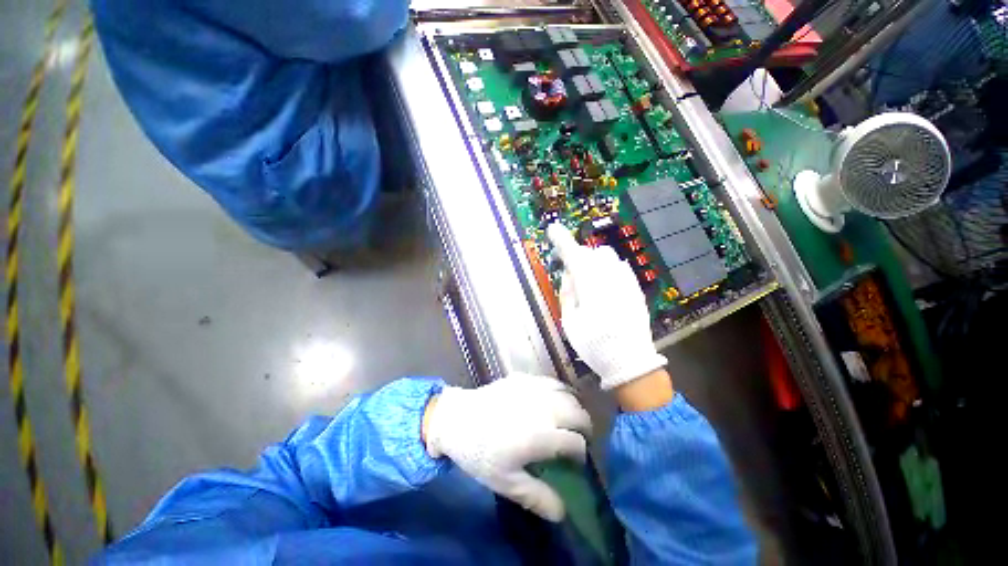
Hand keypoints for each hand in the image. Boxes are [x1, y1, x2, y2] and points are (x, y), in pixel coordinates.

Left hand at [422, 374, 591, 521]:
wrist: (457, 419)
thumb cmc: (480, 453)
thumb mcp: (506, 482)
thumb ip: (536, 497)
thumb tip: (562, 513)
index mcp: (540, 436)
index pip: (576, 443)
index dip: (581, 454)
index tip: (576, 461)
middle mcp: (543, 409)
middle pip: (578, 414)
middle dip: (585, 428)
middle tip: (579, 437)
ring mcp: (534, 389)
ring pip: (568, 394)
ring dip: (575, 407)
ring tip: (571, 417)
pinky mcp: (524, 378)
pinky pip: (551, 381)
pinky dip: (560, 391)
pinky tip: (555, 398)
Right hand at [547, 223, 667, 390]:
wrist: (630, 361)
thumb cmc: (594, 345)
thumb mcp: (570, 322)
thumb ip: (567, 292)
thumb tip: (569, 272)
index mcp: (590, 286)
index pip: (573, 254)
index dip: (561, 240)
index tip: (552, 229)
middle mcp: (610, 277)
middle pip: (590, 252)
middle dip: (577, 256)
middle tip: (570, 271)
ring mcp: (626, 281)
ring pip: (606, 256)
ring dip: (592, 261)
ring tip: (588, 279)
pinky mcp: (635, 287)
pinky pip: (619, 267)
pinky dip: (607, 269)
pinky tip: (604, 285)